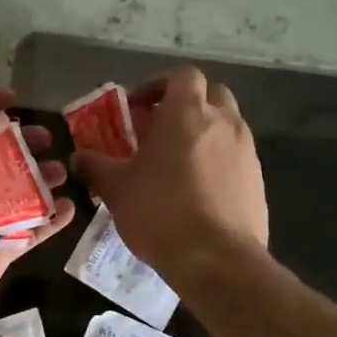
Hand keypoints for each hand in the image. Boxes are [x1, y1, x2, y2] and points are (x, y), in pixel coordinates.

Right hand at [71, 66, 267, 275]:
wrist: (218, 260)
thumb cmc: (160, 212)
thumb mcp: (116, 188)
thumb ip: (95, 166)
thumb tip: (78, 158)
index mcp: (187, 113)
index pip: (182, 76)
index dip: (159, 86)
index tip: (139, 109)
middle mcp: (223, 122)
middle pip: (211, 93)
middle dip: (187, 104)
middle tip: (161, 129)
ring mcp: (246, 150)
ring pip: (227, 124)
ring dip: (205, 132)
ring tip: (178, 161)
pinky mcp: (258, 179)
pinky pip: (237, 155)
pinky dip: (219, 159)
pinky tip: (199, 189)